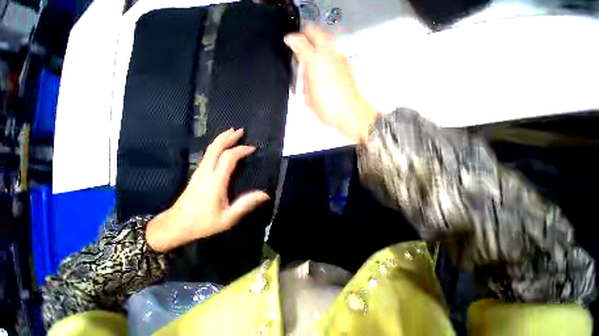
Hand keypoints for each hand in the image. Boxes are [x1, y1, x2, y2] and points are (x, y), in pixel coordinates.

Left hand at [146, 129, 269, 252]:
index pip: (229, 158)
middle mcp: (206, 172)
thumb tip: (265, 195)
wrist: (175, 226)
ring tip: (232, 133)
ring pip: (210, 149)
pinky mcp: (196, 173)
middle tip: (241, 130)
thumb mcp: (228, 218)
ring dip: (221, 139)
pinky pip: (208, 154)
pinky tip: (222, 146)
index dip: (241, 150)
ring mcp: (199, 171)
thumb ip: (246, 204)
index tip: (253, 148)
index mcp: (215, 182)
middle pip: (215, 148)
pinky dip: (216, 146)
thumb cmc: (203, 223)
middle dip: (228, 137)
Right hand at [284, 25, 377, 141]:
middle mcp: (327, 53)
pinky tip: (324, 65)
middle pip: (314, 31)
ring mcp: (338, 56)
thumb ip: (304, 81)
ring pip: (325, 37)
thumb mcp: (308, 98)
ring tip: (313, 56)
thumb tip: (304, 70)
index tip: (288, 42)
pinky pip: (333, 49)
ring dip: (317, 42)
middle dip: (305, 35)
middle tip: (301, 46)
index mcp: (314, 62)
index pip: (299, 42)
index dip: (291, 40)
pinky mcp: (346, 62)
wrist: (350, 112)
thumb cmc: (327, 109)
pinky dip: (326, 52)